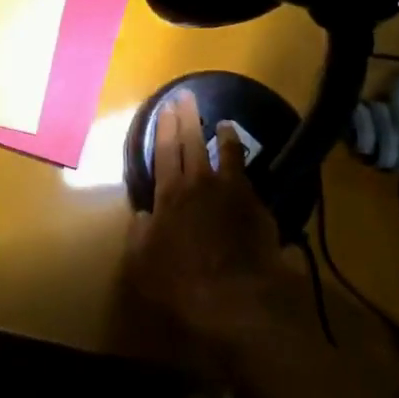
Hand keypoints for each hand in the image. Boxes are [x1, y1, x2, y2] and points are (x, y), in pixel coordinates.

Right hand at [127, 90, 311, 355]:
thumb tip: (142, 215)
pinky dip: (244, 169)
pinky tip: (245, 169)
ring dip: (224, 136)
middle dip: (188, 117)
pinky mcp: (258, 209)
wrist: (239, 300)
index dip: (165, 126)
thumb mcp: (142, 261)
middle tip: (187, 97)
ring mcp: (233, 193)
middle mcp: (201, 184)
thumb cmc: (182, 283)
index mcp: (170, 193)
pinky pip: (249, 179)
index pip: (166, 149)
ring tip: (223, 123)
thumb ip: (139, 233)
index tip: (166, 106)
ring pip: (228, 154)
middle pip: (193, 141)